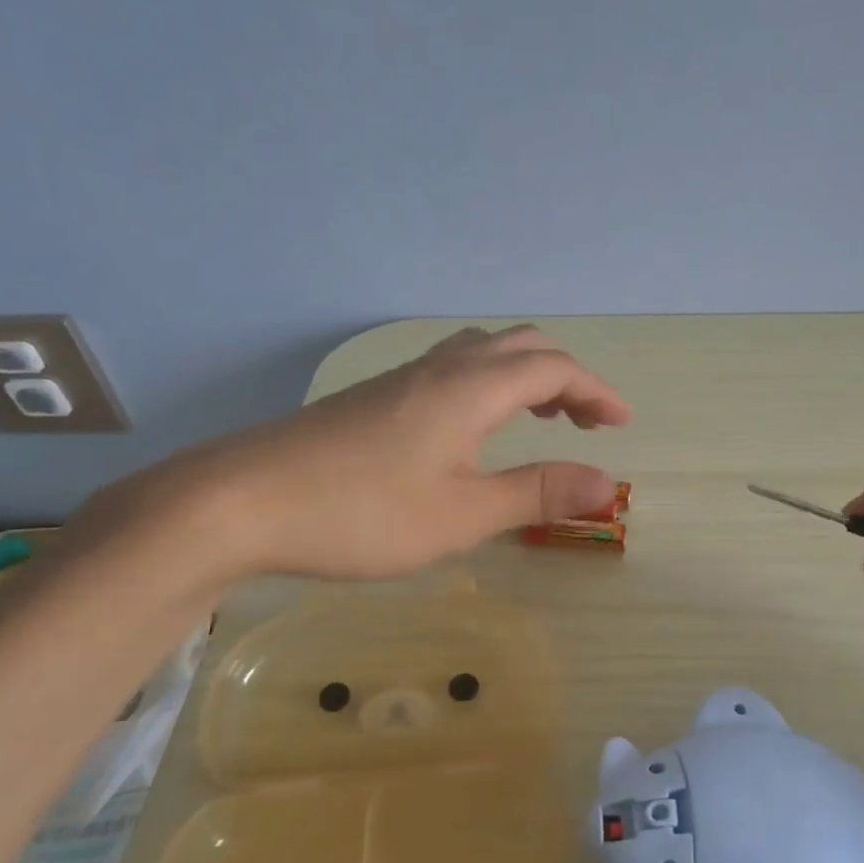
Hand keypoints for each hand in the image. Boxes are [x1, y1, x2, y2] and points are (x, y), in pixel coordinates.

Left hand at [89, 326, 630, 582]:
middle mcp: (440, 370)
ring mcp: (403, 380)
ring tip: (543, 417)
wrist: (241, 501)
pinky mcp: (375, 397)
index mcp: (470, 390)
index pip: (554, 369)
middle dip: (566, 377)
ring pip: (483, 352)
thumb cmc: (362, 513)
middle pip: (521, 346)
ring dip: (526, 375)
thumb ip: (537, 495)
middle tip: (588, 422)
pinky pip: (453, 368)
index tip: (622, 425)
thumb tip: (607, 487)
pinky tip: (476, 427)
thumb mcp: (463, 515)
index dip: (597, 391)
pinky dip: (490, 384)